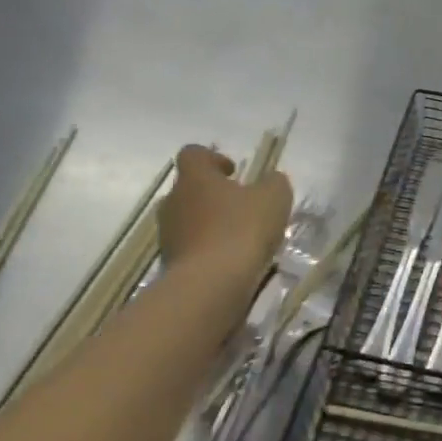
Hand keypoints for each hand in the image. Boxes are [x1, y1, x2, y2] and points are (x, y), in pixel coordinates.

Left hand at [158, 145, 290, 282]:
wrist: (210, 286)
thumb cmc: (241, 229)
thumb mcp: (273, 198)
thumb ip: (274, 183)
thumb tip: (271, 180)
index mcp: (195, 177)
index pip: (193, 154)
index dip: (213, 158)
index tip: (233, 172)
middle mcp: (173, 201)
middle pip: (188, 189)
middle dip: (212, 195)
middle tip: (239, 207)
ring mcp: (167, 234)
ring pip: (187, 220)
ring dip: (208, 225)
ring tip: (237, 239)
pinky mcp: (169, 265)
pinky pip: (189, 249)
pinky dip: (206, 252)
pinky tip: (229, 263)